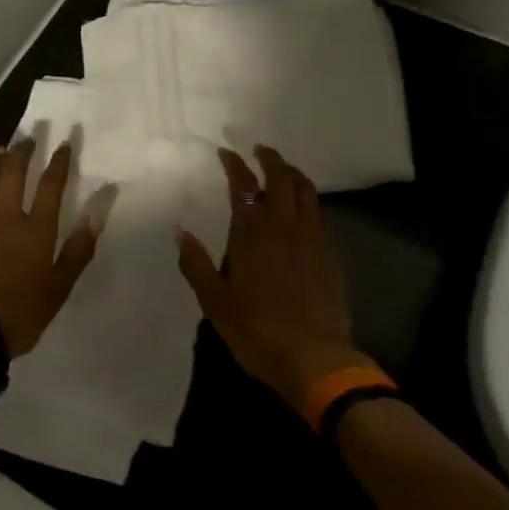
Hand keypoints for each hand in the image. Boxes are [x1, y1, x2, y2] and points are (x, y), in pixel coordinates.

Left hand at [0, 139, 102, 357]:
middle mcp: (6, 219)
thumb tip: (97, 214)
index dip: (59, 162)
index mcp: (36, 231)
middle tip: (29, 137)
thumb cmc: (21, 312)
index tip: (65, 143)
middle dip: (23, 152)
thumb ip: (78, 250)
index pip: (51, 186)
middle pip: (14, 175)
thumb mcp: (59, 287)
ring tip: (2, 149)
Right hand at [174, 145, 371, 413]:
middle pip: (281, 177)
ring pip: (305, 190)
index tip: (226, 152)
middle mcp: (284, 225)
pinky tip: (299, 208)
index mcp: (252, 232)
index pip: (243, 184)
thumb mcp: (214, 301)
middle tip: (259, 150)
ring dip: (291, 173)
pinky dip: (306, 198)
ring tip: (281, 170)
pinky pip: (317, 212)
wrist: (315, 358)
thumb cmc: (257, 331)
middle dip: (269, 158)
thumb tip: (179, 230)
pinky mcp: (329, 253)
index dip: (234, 164)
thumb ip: (196, 263)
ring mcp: (312, 237)